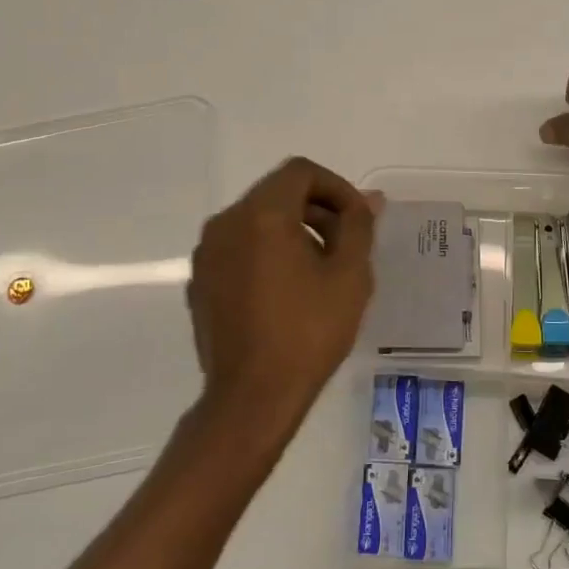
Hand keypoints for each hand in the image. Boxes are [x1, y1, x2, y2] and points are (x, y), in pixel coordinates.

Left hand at [185, 157, 376, 444]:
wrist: (252, 397)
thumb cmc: (308, 332)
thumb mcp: (349, 276)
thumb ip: (358, 226)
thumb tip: (367, 199)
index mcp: (262, 214)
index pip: (301, 172)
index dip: (336, 187)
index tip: (357, 219)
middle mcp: (226, 223)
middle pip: (276, 192)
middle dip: (316, 208)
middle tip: (344, 243)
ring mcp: (207, 253)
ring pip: (255, 219)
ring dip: (292, 229)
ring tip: (319, 267)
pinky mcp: (200, 281)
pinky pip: (238, 247)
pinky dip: (266, 251)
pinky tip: (286, 289)